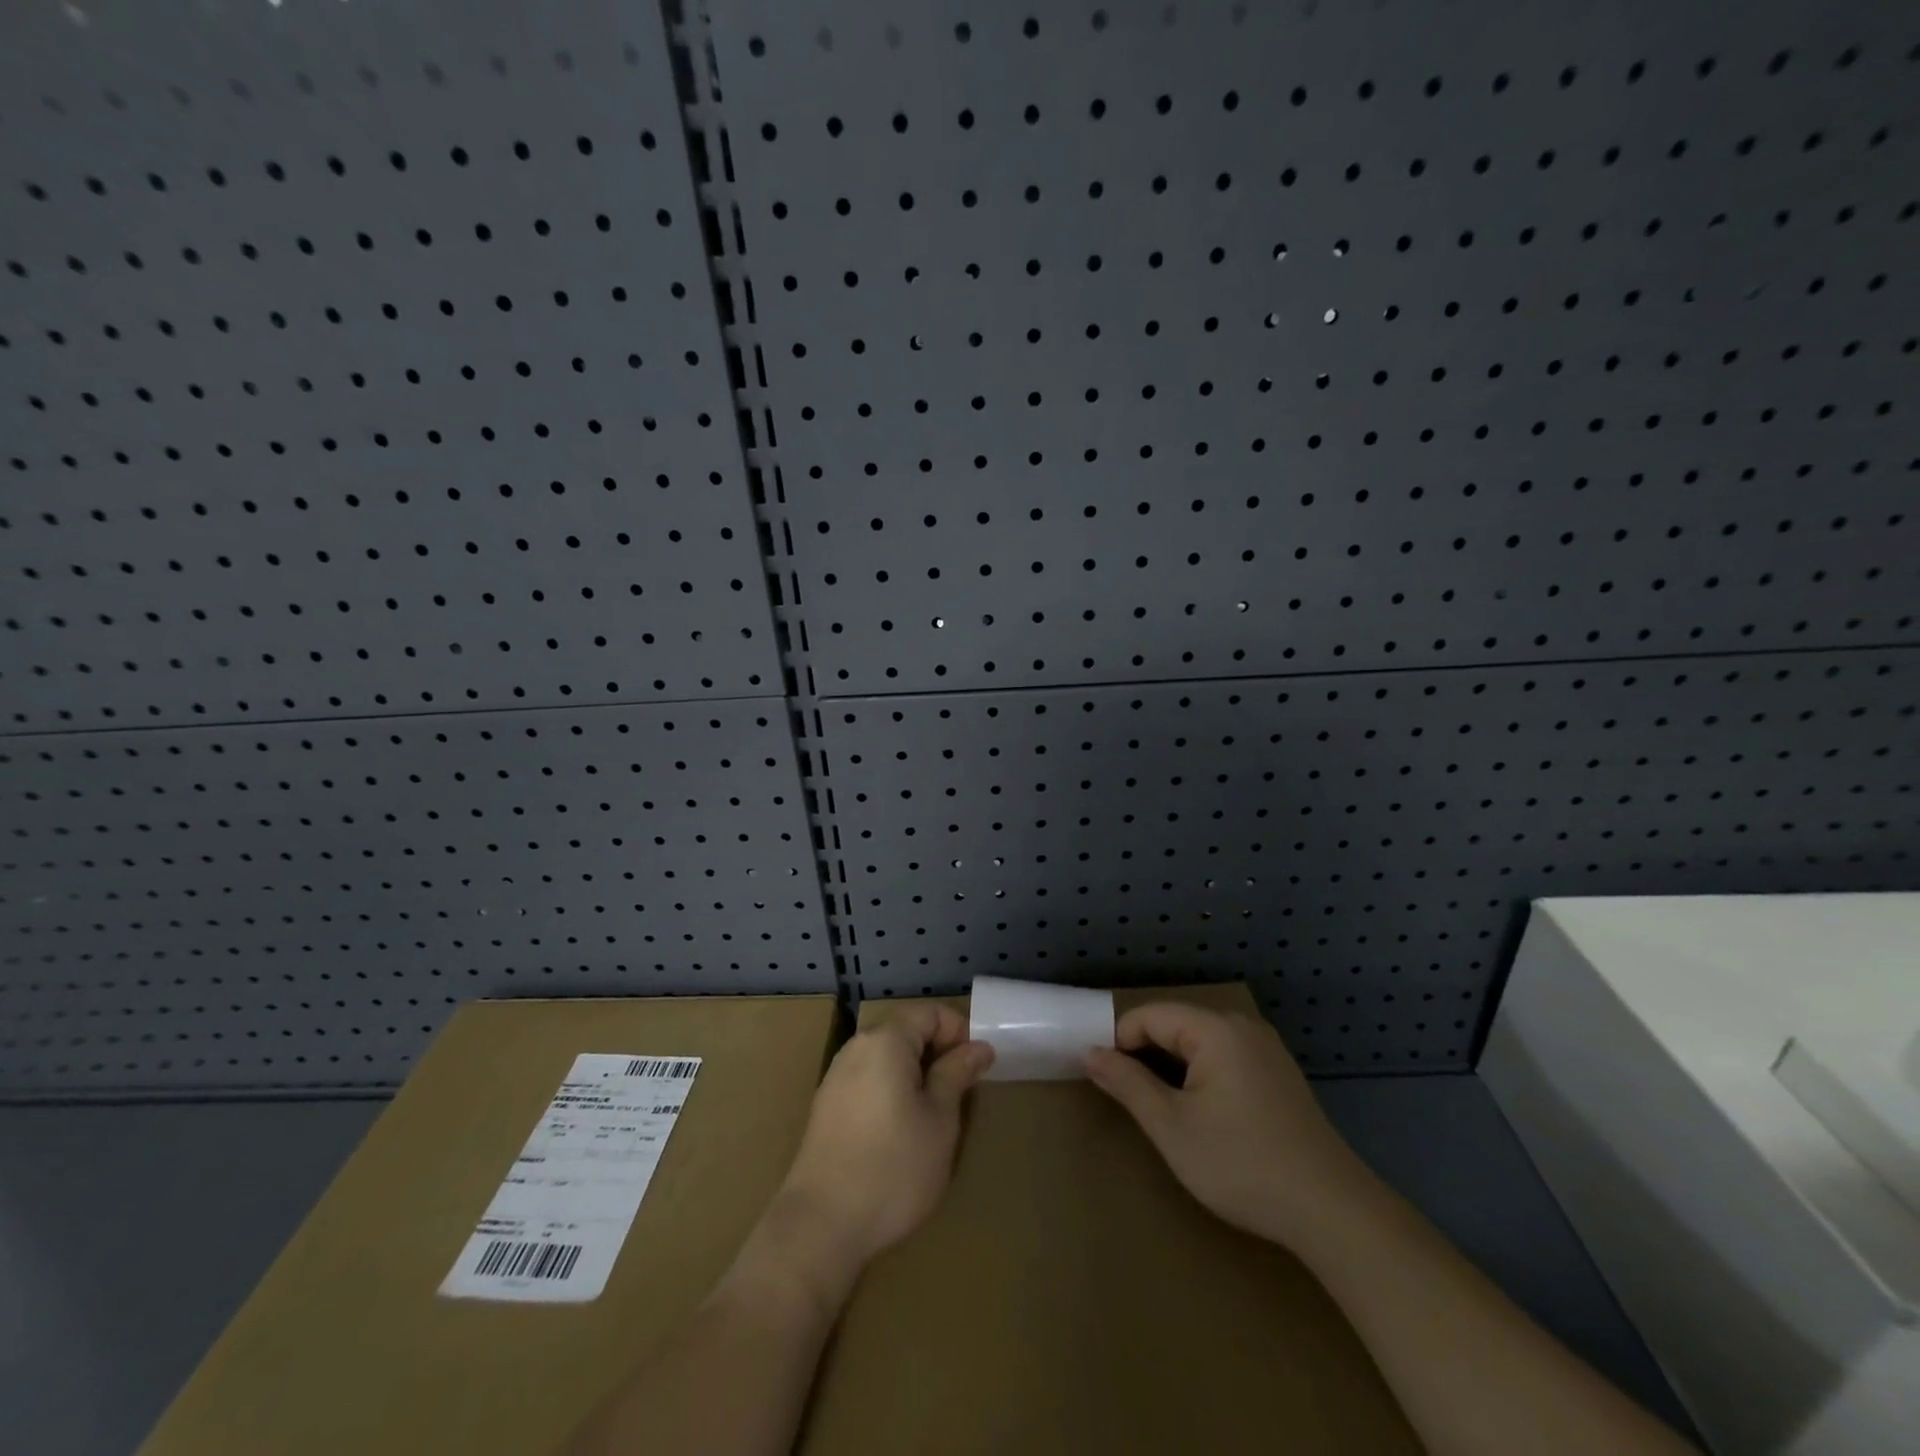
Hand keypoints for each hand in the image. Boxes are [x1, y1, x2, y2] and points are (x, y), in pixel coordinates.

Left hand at [777, 1004, 992, 1269]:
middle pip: (906, 1031)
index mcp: (885, 1040)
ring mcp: (836, 1077)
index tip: (977, 1068)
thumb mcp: (940, 1121)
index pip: (929, 1012)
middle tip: (962, 1094)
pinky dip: (892, 1092)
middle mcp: (856, 1048)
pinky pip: (869, 1081)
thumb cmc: (893, 1168)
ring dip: (916, 1075)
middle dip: (938, 1053)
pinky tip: (901, 1133)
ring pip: (887, 1058)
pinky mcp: (826, 1107)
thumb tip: (978, 1047)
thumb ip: (957, 1074)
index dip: (959, 1032)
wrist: (821, 1226)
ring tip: (935, 1116)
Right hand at [1086, 1003, 1372, 1248]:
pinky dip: (1202, 1074)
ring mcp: (1266, 1050)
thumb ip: (1128, 1084)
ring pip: (1200, 1042)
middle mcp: (1242, 1027)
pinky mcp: (1280, 1074)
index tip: (1103, 1078)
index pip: (1149, 1016)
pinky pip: (1226, 1057)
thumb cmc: (1242, 1164)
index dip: (1119, 1041)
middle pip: (1176, 1024)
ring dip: (1173, 1066)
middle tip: (1128, 1097)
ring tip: (1159, 1107)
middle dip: (1145, 1053)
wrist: (1332, 1212)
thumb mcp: (1172, 1127)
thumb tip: (1091, 1054)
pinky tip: (1202, 1113)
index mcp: (1215, 1029)